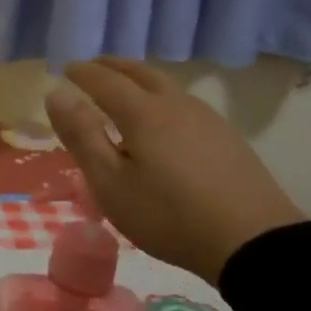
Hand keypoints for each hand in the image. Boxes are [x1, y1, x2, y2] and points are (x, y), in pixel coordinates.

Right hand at [45, 57, 305, 284]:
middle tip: (93, 66)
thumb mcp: (111, 183)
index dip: (82, 72)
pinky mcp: (226, 137)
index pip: (105, 80)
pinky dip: (161, 98)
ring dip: (139, 79)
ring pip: (166, 86)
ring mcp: (206, 119)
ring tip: (124, 89)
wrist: (253, 243)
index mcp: (143, 113)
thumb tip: (56, 94)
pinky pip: (183, 103)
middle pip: (140, 73)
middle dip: (113, 66)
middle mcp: (175, 105)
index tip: (65, 69)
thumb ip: (82, 136)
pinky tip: (163, 119)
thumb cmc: (168, 216)